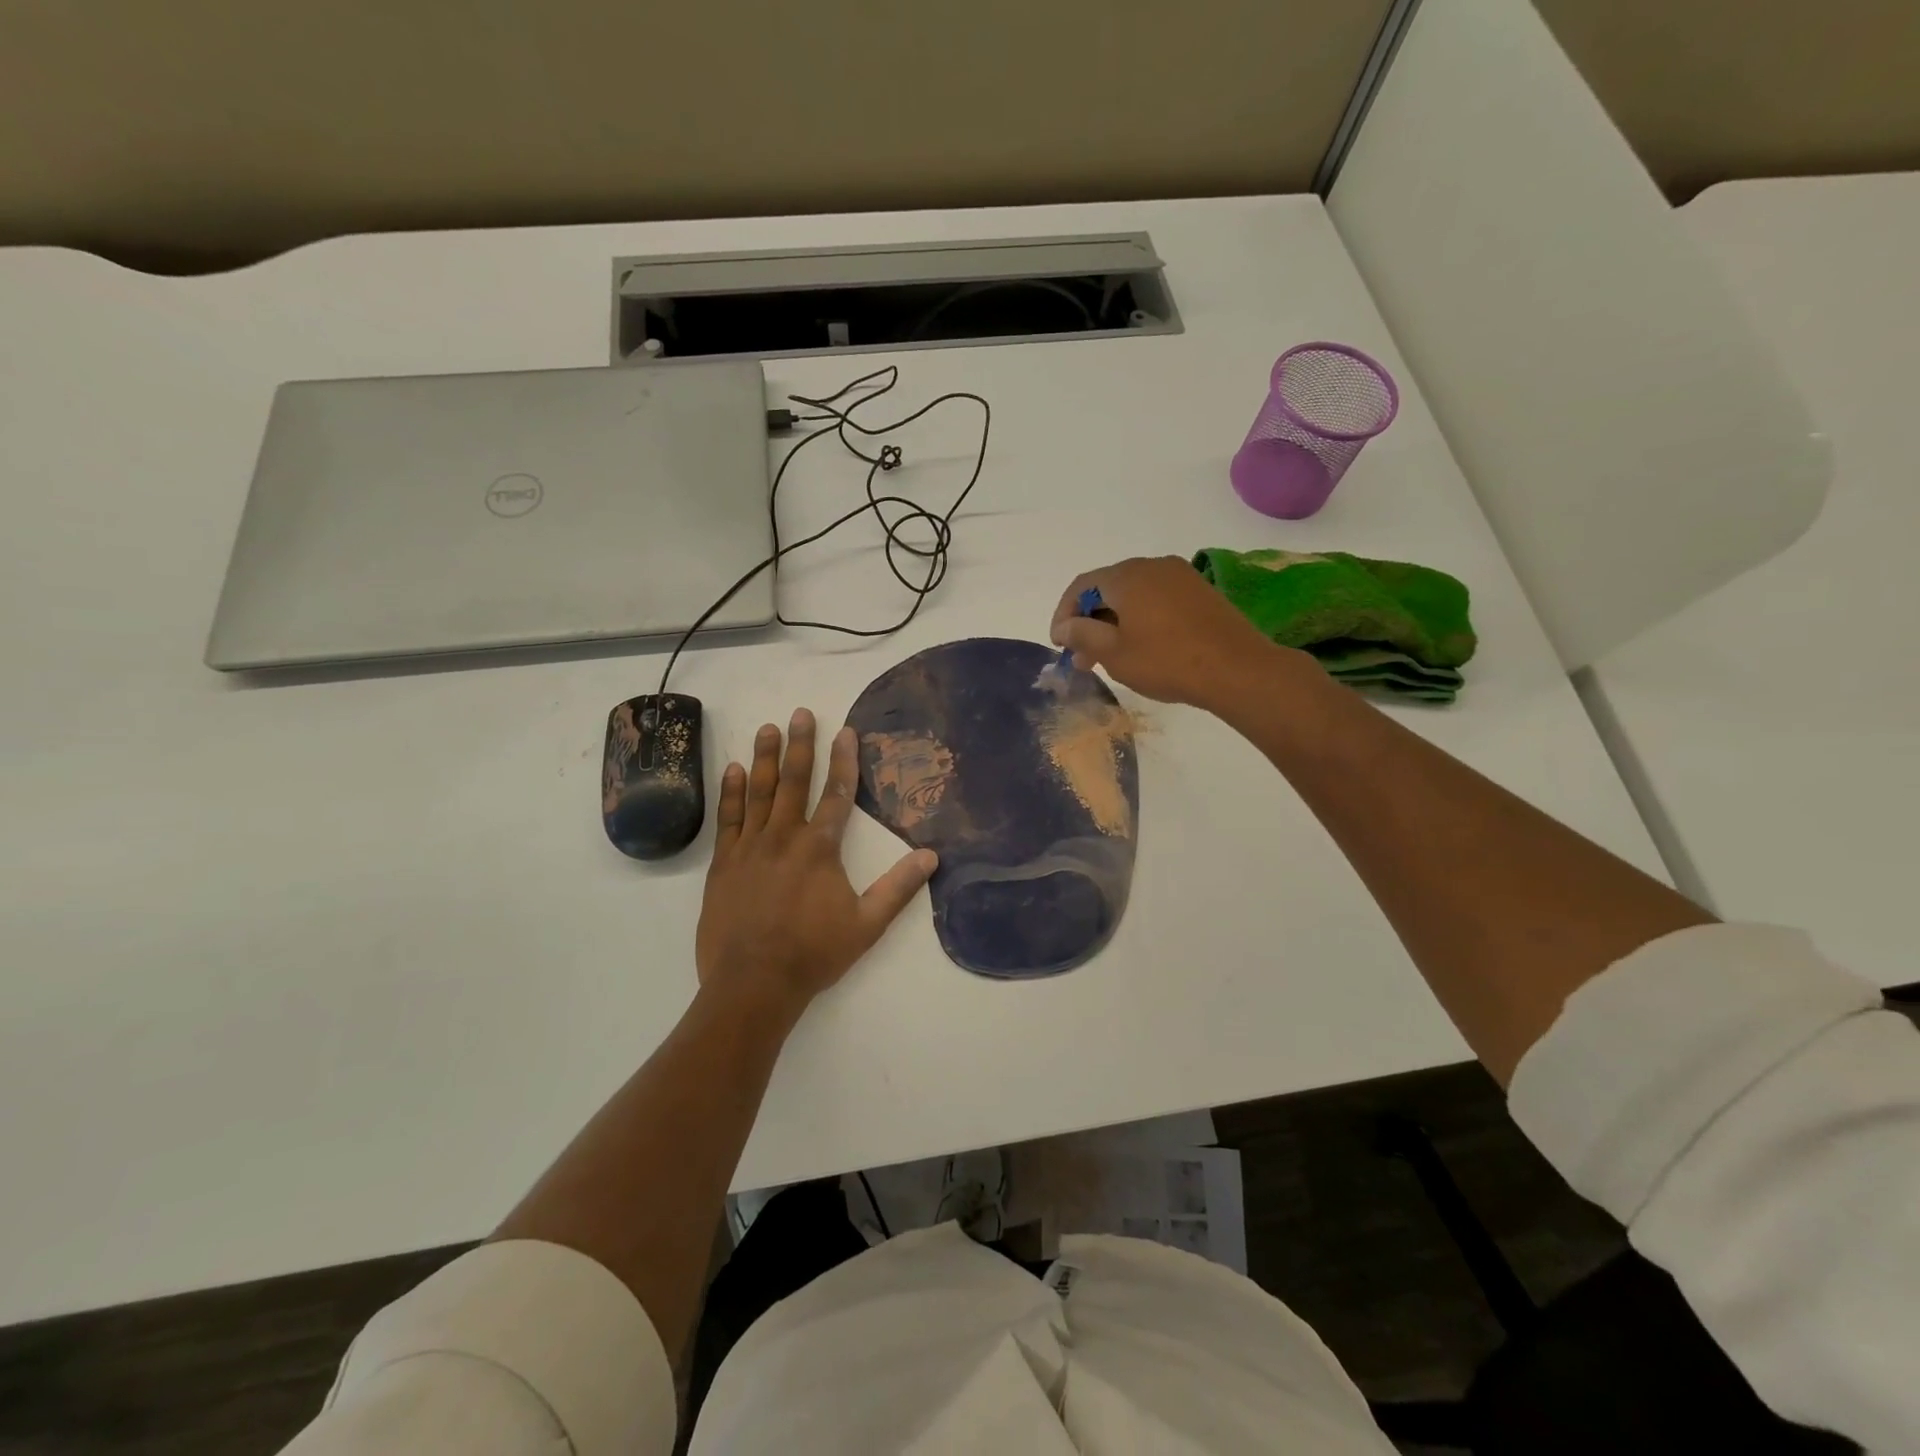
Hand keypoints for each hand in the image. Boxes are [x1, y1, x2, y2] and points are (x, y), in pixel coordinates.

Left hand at [696, 708, 936, 1022]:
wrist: (753, 983)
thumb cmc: (814, 953)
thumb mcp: (867, 924)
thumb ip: (899, 887)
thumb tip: (931, 856)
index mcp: (820, 848)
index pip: (838, 794)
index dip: (844, 760)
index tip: (845, 731)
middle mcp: (785, 837)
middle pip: (794, 782)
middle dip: (800, 745)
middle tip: (800, 713)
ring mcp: (750, 847)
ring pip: (759, 792)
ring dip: (765, 758)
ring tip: (768, 728)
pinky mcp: (724, 863)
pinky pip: (728, 819)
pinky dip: (732, 792)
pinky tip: (734, 770)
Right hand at [1050, 556, 1293, 711]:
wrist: (1237, 669)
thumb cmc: (1167, 661)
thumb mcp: (1114, 653)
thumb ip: (1082, 634)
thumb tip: (1064, 625)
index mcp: (1127, 576)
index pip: (1081, 586)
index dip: (1064, 614)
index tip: (1059, 645)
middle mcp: (1152, 566)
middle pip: (1108, 588)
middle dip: (1089, 621)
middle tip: (1081, 657)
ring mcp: (1180, 577)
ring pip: (1134, 595)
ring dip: (1115, 622)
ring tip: (1109, 657)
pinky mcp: (1200, 592)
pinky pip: (1157, 600)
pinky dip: (1140, 619)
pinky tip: (1141, 647)